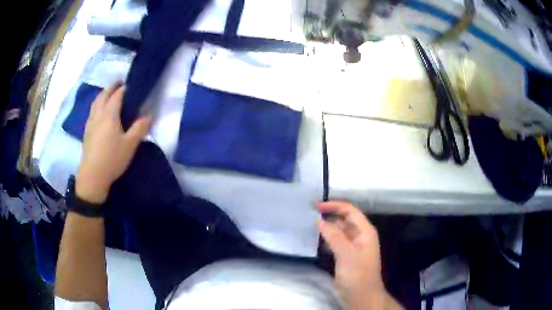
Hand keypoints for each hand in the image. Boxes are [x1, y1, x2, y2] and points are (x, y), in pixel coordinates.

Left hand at [76, 82, 150, 203]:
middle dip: (111, 87)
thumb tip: (149, 116)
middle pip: (103, 95)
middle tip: (118, 82)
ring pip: (95, 102)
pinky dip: (97, 105)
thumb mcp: (130, 145)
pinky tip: (99, 111)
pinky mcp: (87, 131)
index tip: (130, 85)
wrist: (93, 175)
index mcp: (109, 115)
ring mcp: (91, 123)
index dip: (124, 89)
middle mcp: (98, 115)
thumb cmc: (112, 159)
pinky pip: (92, 111)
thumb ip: (140, 128)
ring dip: (102, 94)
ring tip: (108, 93)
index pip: (117, 96)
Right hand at [317, 201, 385, 309]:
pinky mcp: (345, 255)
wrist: (361, 295)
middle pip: (344, 219)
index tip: (315, 206)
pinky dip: (326, 239)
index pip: (350, 211)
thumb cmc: (357, 274)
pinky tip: (315, 240)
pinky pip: (335, 242)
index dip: (334, 206)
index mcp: (365, 231)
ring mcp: (352, 246)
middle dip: (328, 215)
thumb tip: (319, 220)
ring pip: (338, 231)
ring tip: (308, 224)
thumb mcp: (346, 254)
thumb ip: (334, 236)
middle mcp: (359, 235)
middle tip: (308, 214)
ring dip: (326, 227)